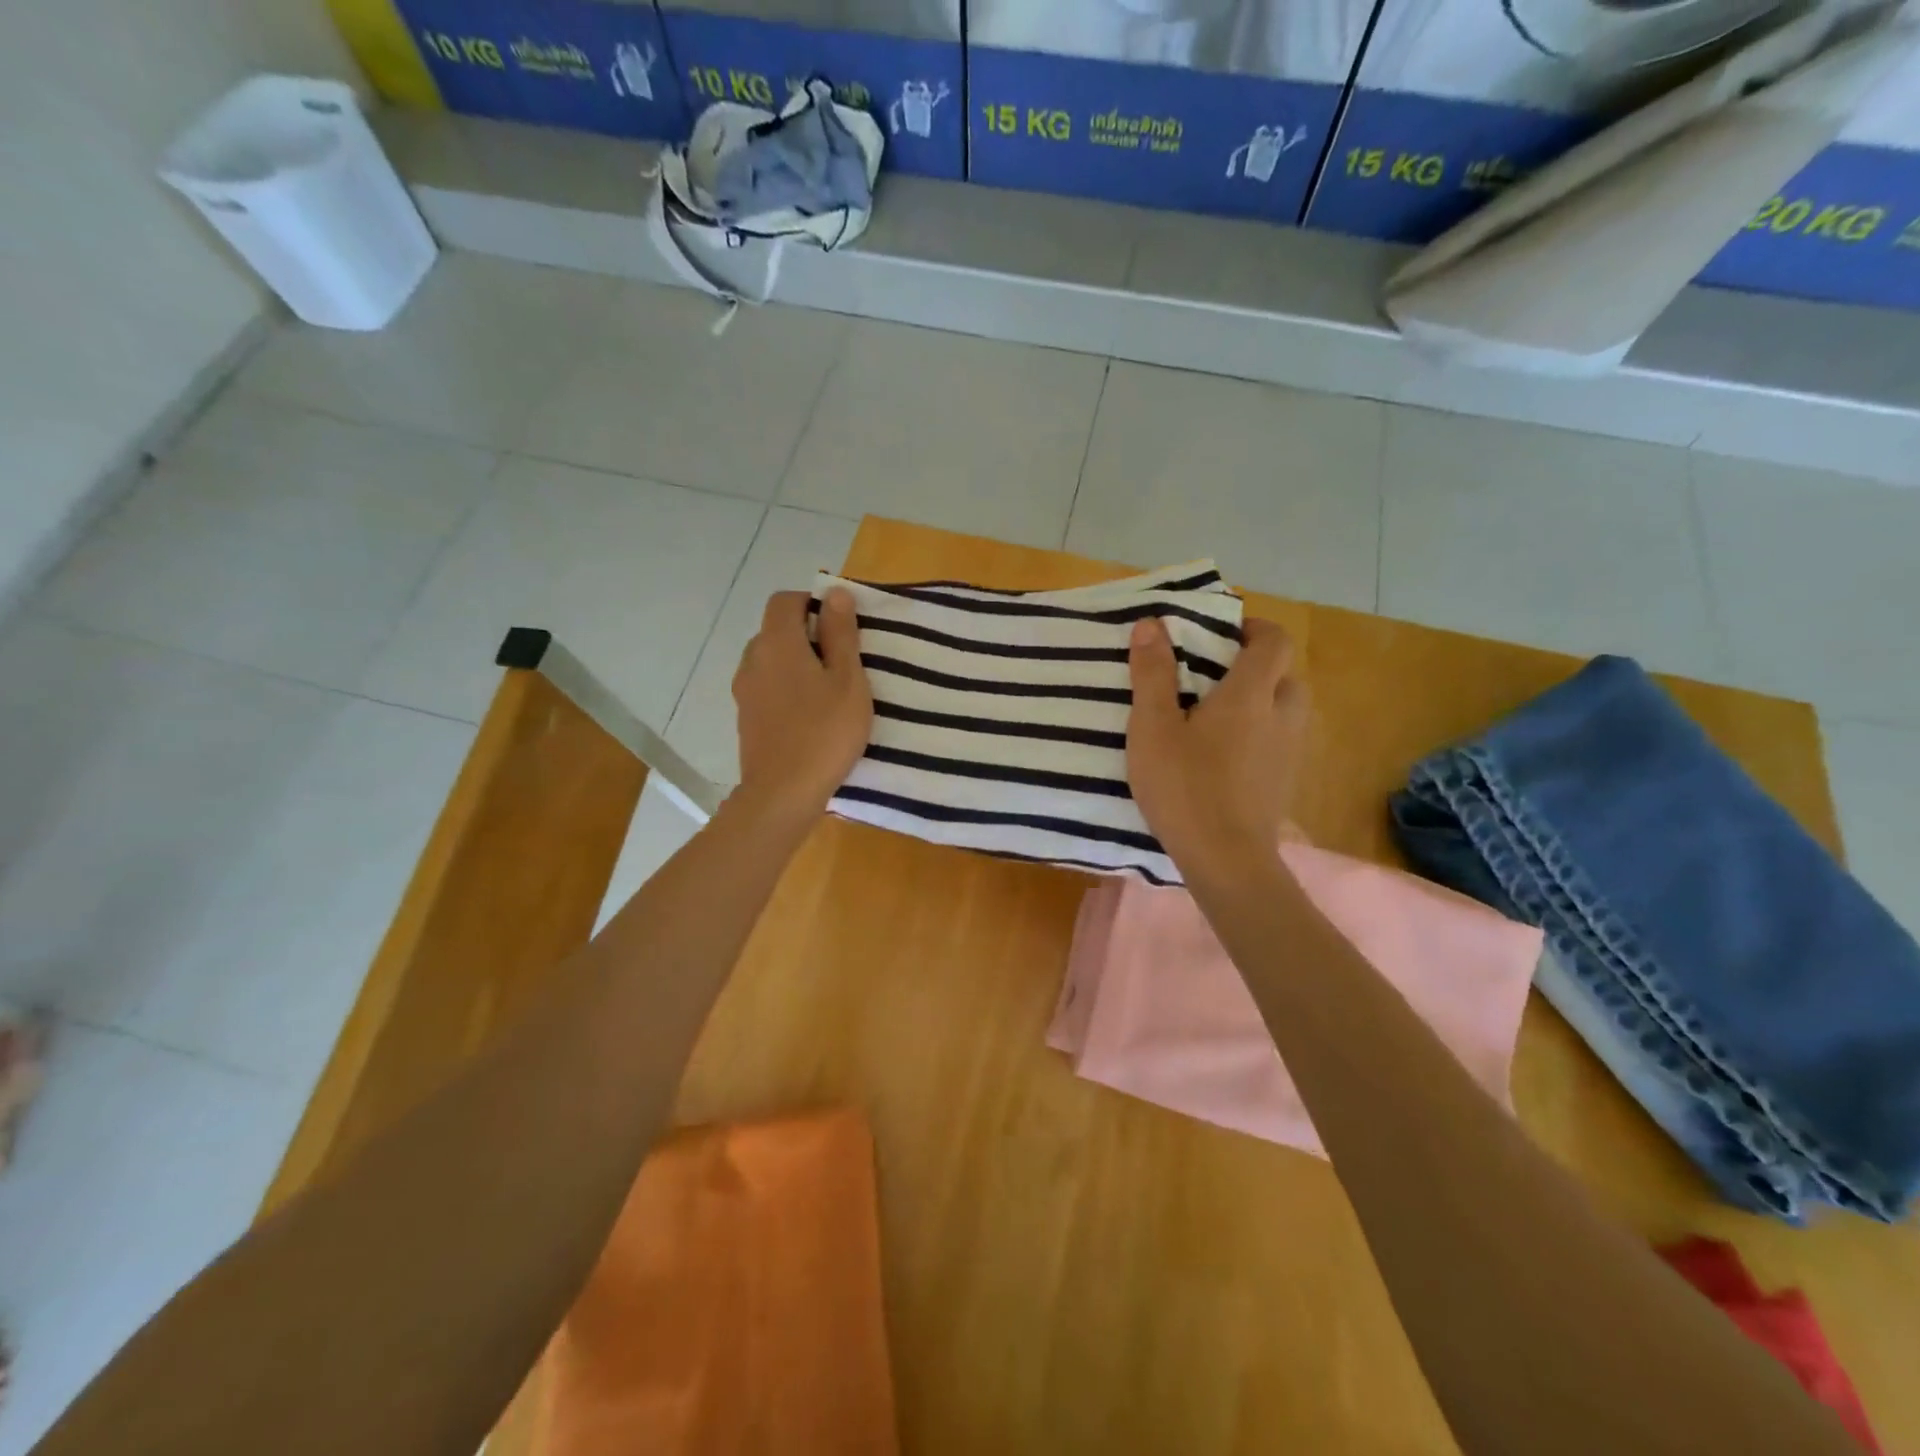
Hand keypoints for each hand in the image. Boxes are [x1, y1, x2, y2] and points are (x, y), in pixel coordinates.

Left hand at [731, 589, 872, 821]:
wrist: (783, 793)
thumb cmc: (825, 733)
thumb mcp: (848, 681)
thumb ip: (841, 634)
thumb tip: (835, 594)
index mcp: (777, 643)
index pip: (785, 600)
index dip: (812, 603)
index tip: (840, 626)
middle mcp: (753, 659)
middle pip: (776, 630)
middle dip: (807, 635)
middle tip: (842, 661)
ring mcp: (744, 690)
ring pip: (770, 660)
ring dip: (796, 664)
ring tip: (827, 691)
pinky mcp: (745, 717)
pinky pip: (766, 687)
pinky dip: (785, 688)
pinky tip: (808, 715)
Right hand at [1126, 616, 1308, 881]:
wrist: (1225, 859)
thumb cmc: (1185, 786)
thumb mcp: (1153, 727)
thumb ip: (1152, 674)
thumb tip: (1151, 624)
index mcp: (1251, 694)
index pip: (1274, 641)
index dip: (1254, 629)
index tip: (1222, 634)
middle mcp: (1281, 716)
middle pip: (1285, 675)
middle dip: (1257, 667)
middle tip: (1215, 677)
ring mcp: (1288, 753)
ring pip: (1286, 710)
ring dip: (1261, 702)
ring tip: (1217, 716)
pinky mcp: (1283, 783)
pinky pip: (1279, 742)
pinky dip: (1260, 735)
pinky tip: (1224, 756)